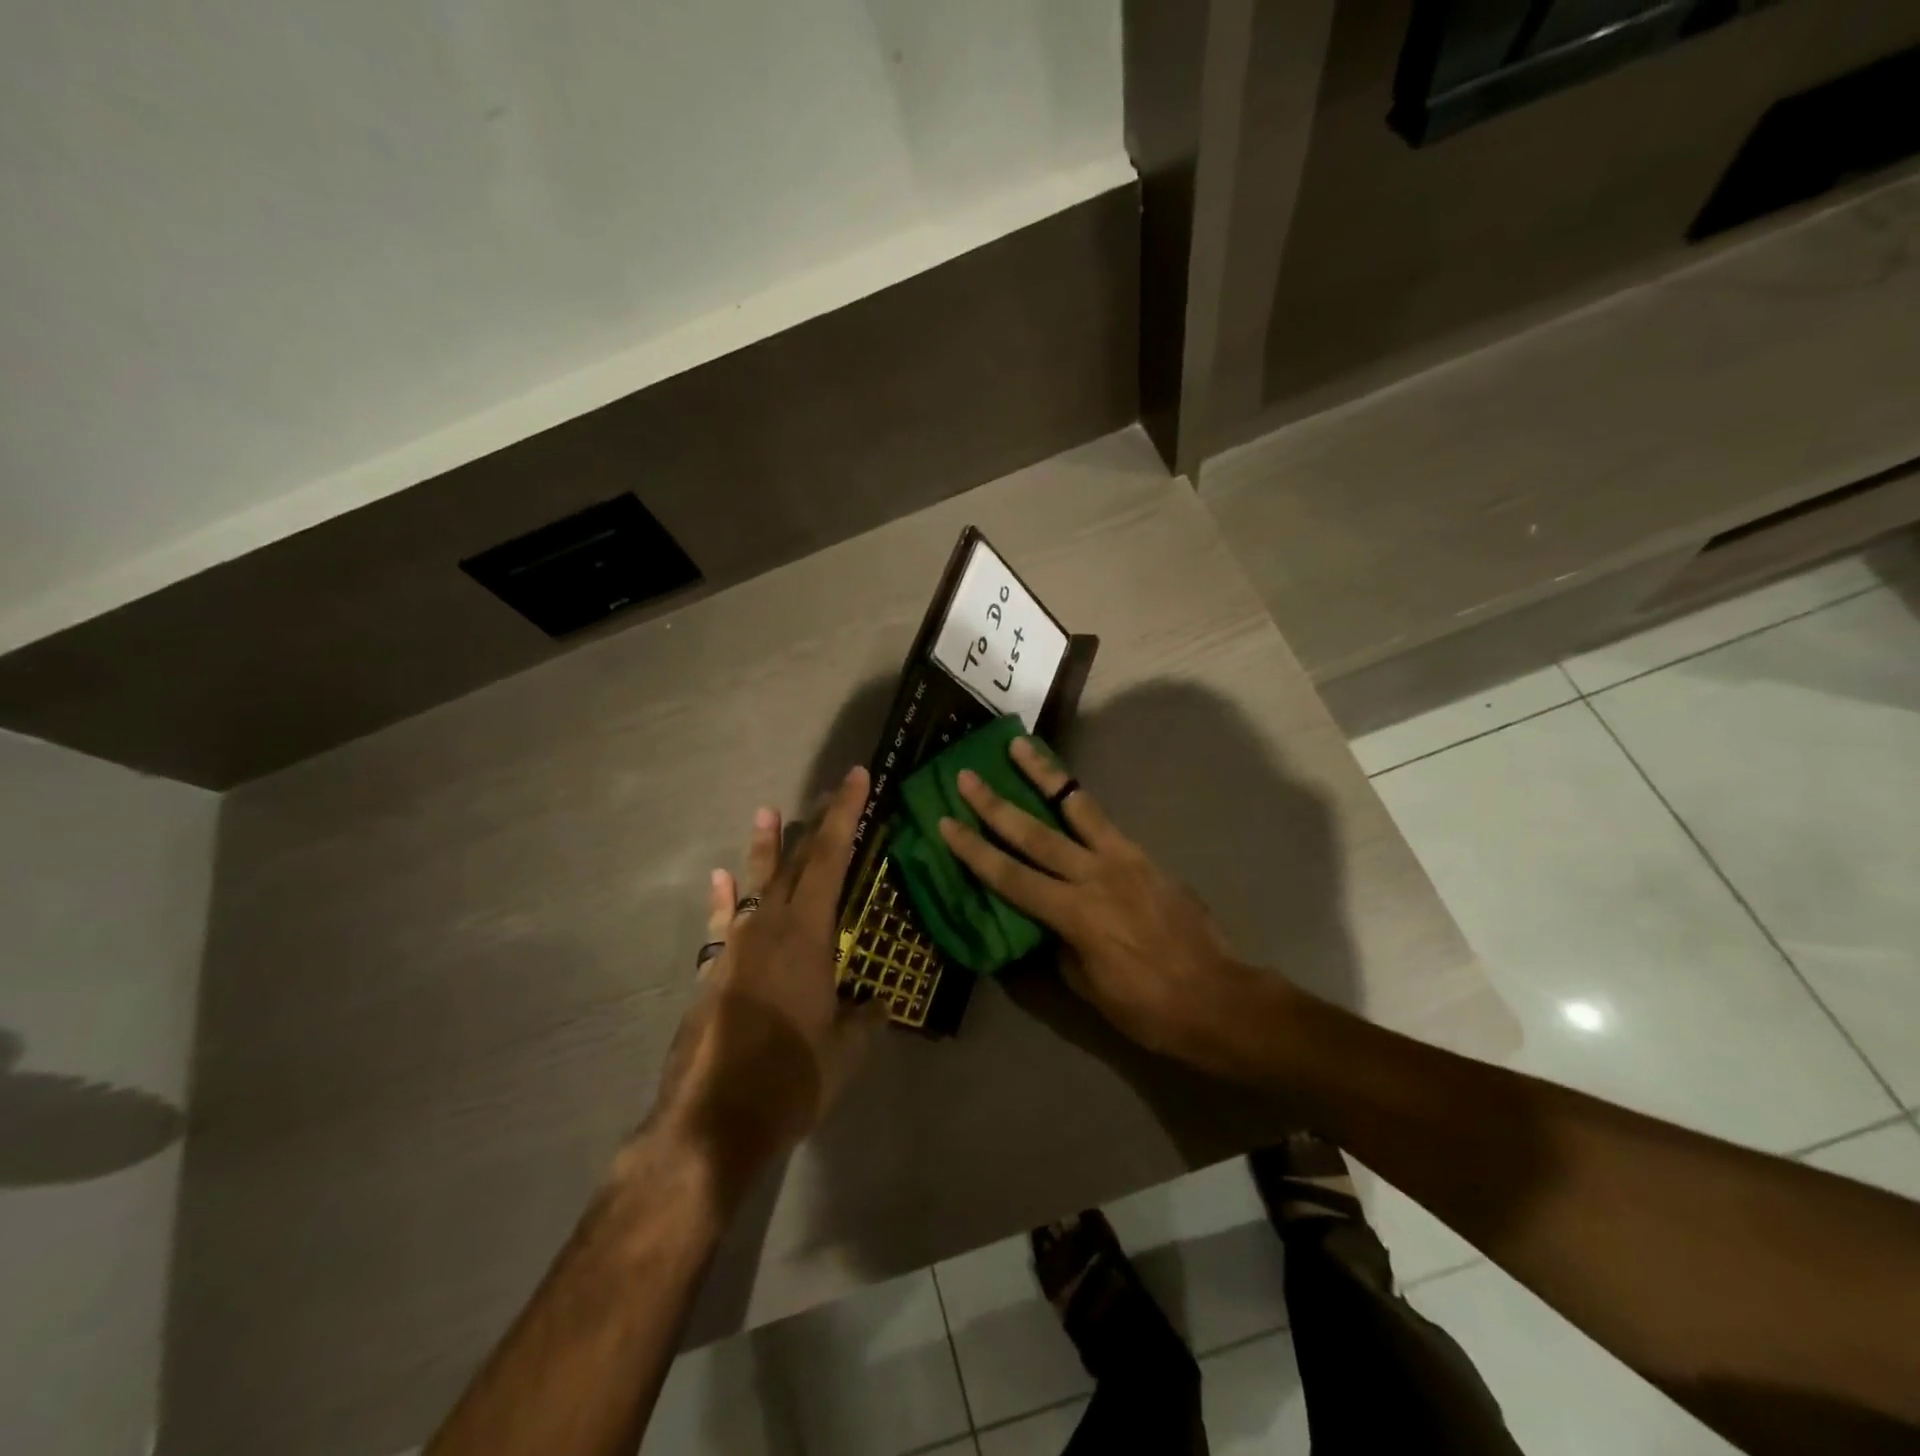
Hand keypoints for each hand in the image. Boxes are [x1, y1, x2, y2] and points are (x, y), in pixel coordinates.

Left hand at [644, 766, 884, 1198]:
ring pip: (757, 884)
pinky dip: (724, 899)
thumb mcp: (845, 1051)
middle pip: (798, 861)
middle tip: (834, 789)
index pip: (833, 858)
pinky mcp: (713, 972)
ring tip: (768, 812)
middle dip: (818, 823)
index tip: (857, 777)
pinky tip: (719, 879)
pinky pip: (722, 922)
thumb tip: (879, 1005)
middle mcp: (770, 927)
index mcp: (808, 934)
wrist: (712, 1120)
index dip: (847, 814)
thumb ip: (864, 1020)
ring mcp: (736, 947)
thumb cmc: (791, 1078)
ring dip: (766, 848)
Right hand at [938, 738, 1274, 1068]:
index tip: (946, 823)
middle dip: (994, 804)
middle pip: (1033, 833)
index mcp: (1074, 914)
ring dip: (1043, 775)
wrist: (1218, 998)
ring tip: (1019, 746)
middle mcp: (1094, 876)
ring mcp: (1123, 860)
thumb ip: (1060, 945)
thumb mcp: (1088, 986)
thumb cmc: (1147, 1006)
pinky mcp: (1145, 856)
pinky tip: (1068, 790)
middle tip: (967, 775)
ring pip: (1075, 807)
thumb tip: (1045, 922)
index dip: (974, 850)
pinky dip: (1080, 801)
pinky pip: (1105, 821)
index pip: (1010, 876)